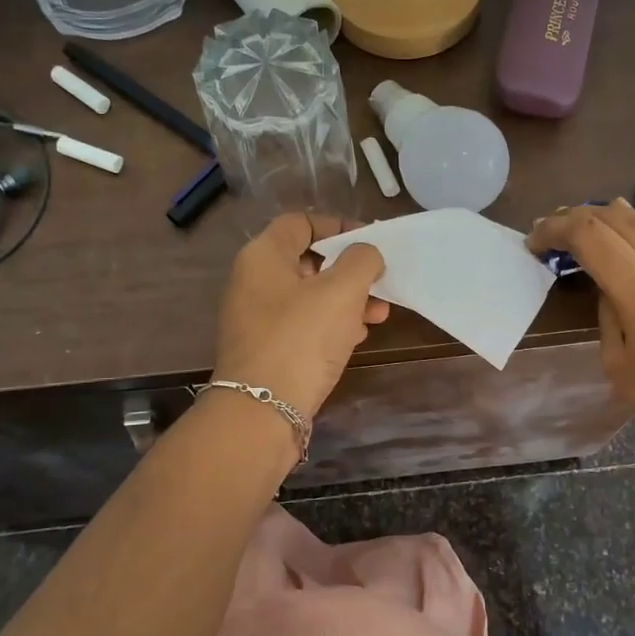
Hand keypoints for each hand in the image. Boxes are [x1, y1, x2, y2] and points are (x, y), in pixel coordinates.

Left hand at [213, 214, 388, 424]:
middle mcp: (254, 282)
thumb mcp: (342, 290)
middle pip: (308, 260)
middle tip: (379, 283)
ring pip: (310, 295)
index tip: (369, 241)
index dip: (337, 226)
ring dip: (347, 299)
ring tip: (379, 314)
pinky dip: (332, 324)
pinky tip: (357, 336)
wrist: (261, 413)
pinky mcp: (267, 349)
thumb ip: (361, 260)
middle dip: (349, 269)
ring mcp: (258, 318)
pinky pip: (304, 324)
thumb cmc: (301, 339)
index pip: (301, 222)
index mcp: (263, 256)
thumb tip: (365, 254)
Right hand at [528, 199, 634, 471]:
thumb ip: (607, 314)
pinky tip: (626, 258)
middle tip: (552, 232)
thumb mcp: (619, 363)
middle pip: (615, 216)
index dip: (554, 229)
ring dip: (608, 224)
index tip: (533, 241)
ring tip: (584, 238)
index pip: (588, 232)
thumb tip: (609, 289)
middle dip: (577, 217)